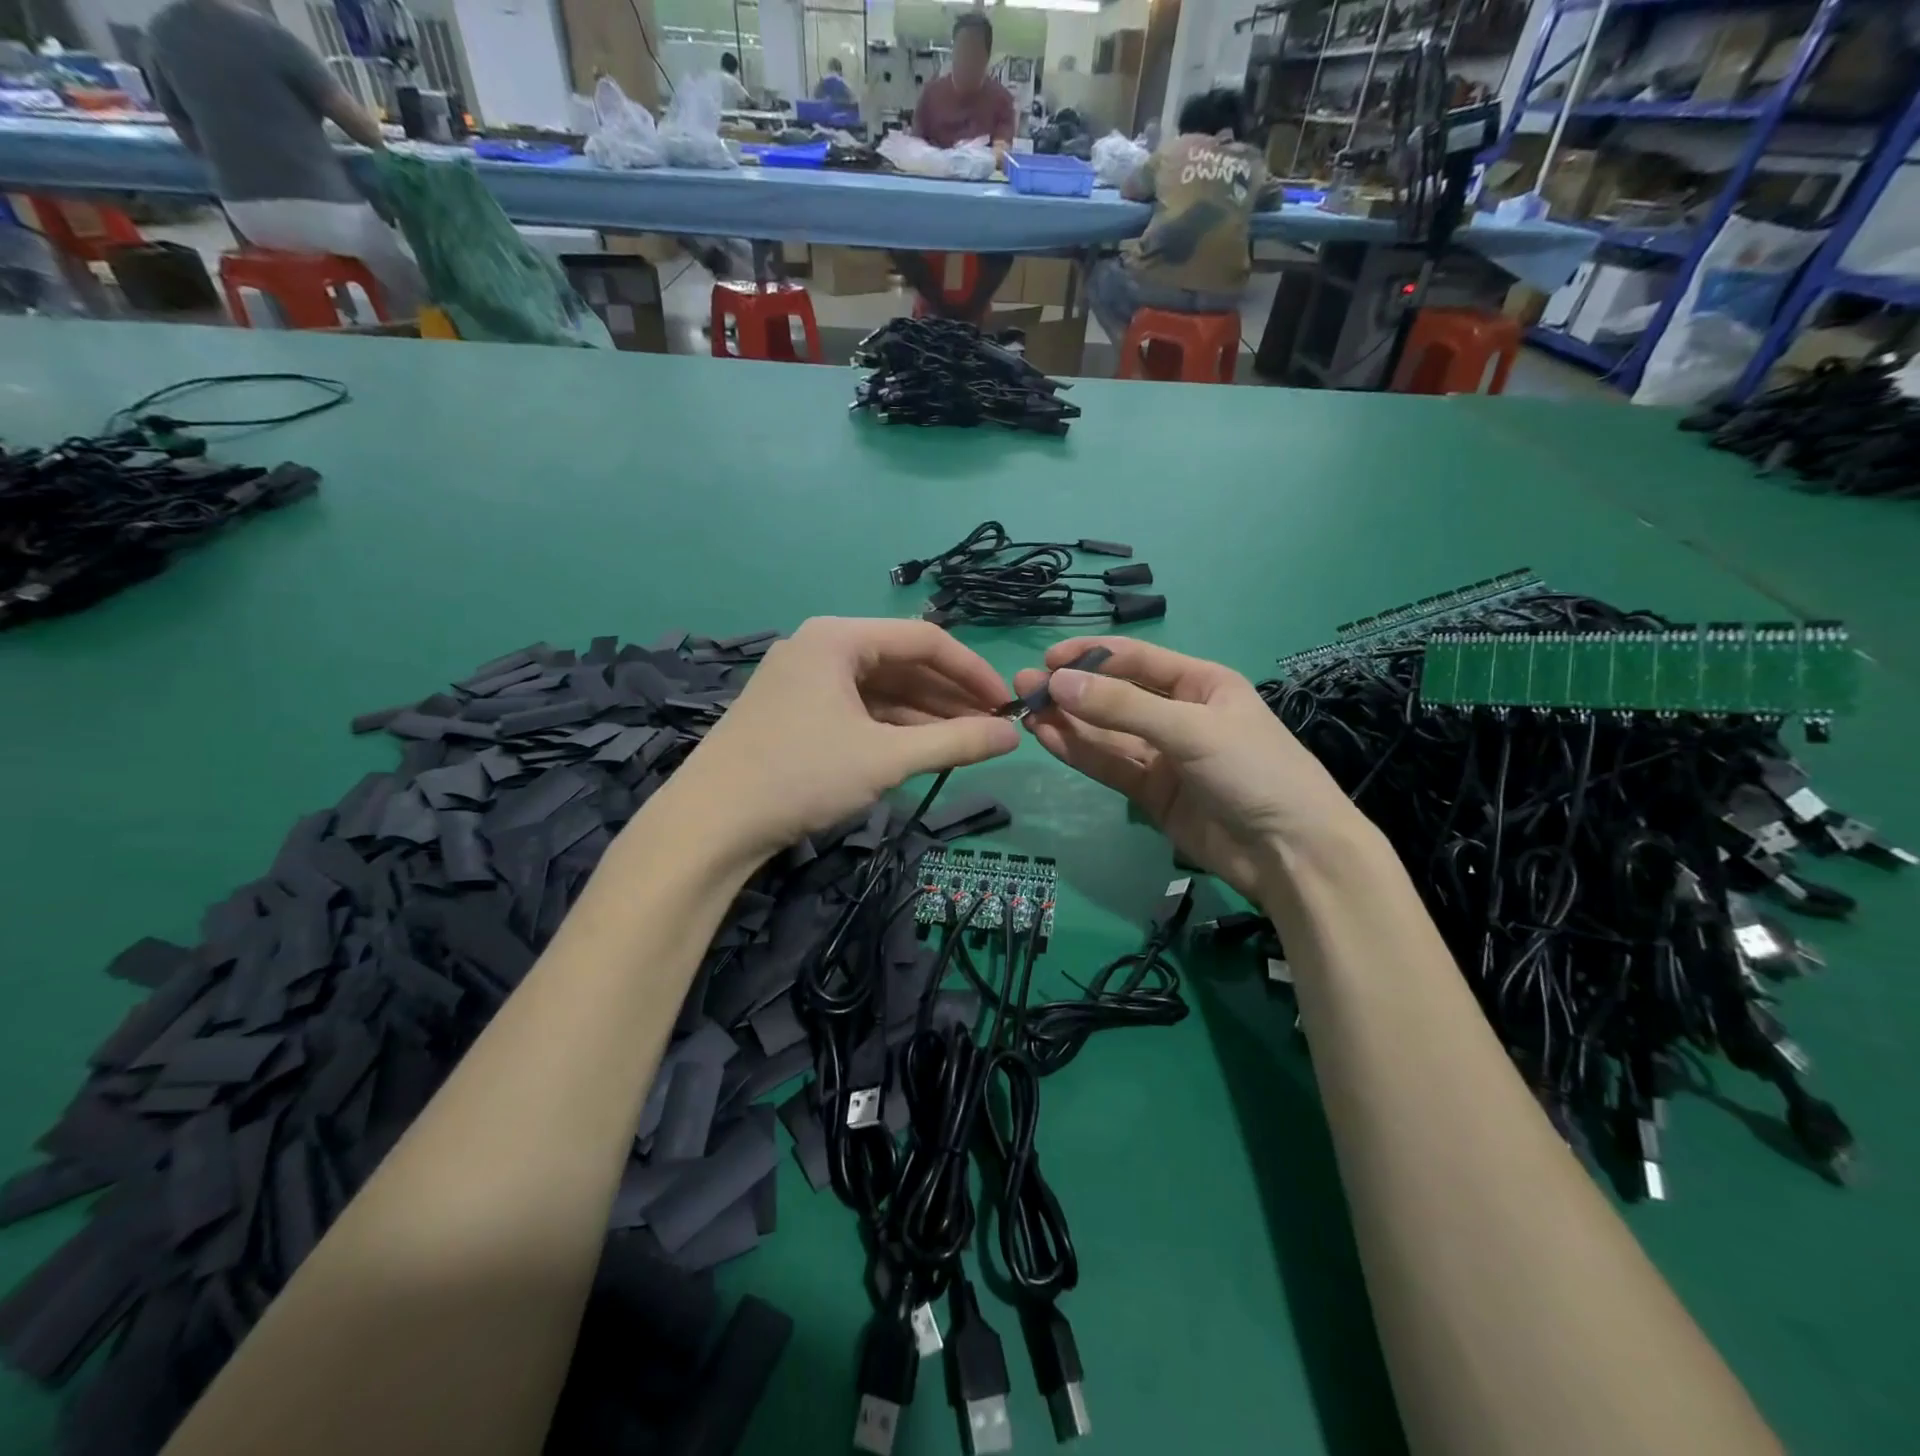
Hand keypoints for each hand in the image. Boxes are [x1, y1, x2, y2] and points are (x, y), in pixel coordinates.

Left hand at [655, 618, 1019, 863]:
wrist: (710, 824)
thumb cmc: (801, 776)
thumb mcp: (886, 758)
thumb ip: (955, 742)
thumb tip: (1014, 736)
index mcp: (838, 638)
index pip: (924, 640)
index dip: (972, 671)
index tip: (1006, 704)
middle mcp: (820, 647)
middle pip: (902, 662)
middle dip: (950, 696)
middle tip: (991, 727)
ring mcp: (804, 680)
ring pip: (881, 689)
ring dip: (925, 713)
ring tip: (966, 742)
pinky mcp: (795, 712)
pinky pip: (858, 709)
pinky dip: (892, 727)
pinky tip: (922, 748)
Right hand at [1013, 638, 1366, 897]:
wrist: (1291, 853)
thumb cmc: (1254, 771)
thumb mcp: (1191, 729)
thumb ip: (1122, 707)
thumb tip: (1058, 681)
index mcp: (1201, 684)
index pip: (1137, 660)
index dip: (1092, 655)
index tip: (1048, 658)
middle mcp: (1179, 715)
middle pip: (1116, 697)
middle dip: (1072, 690)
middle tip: (1023, 685)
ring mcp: (1164, 756)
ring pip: (1107, 734)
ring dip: (1068, 721)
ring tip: (1024, 709)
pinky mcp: (1152, 794)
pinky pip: (1110, 765)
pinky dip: (1079, 752)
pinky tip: (1047, 737)